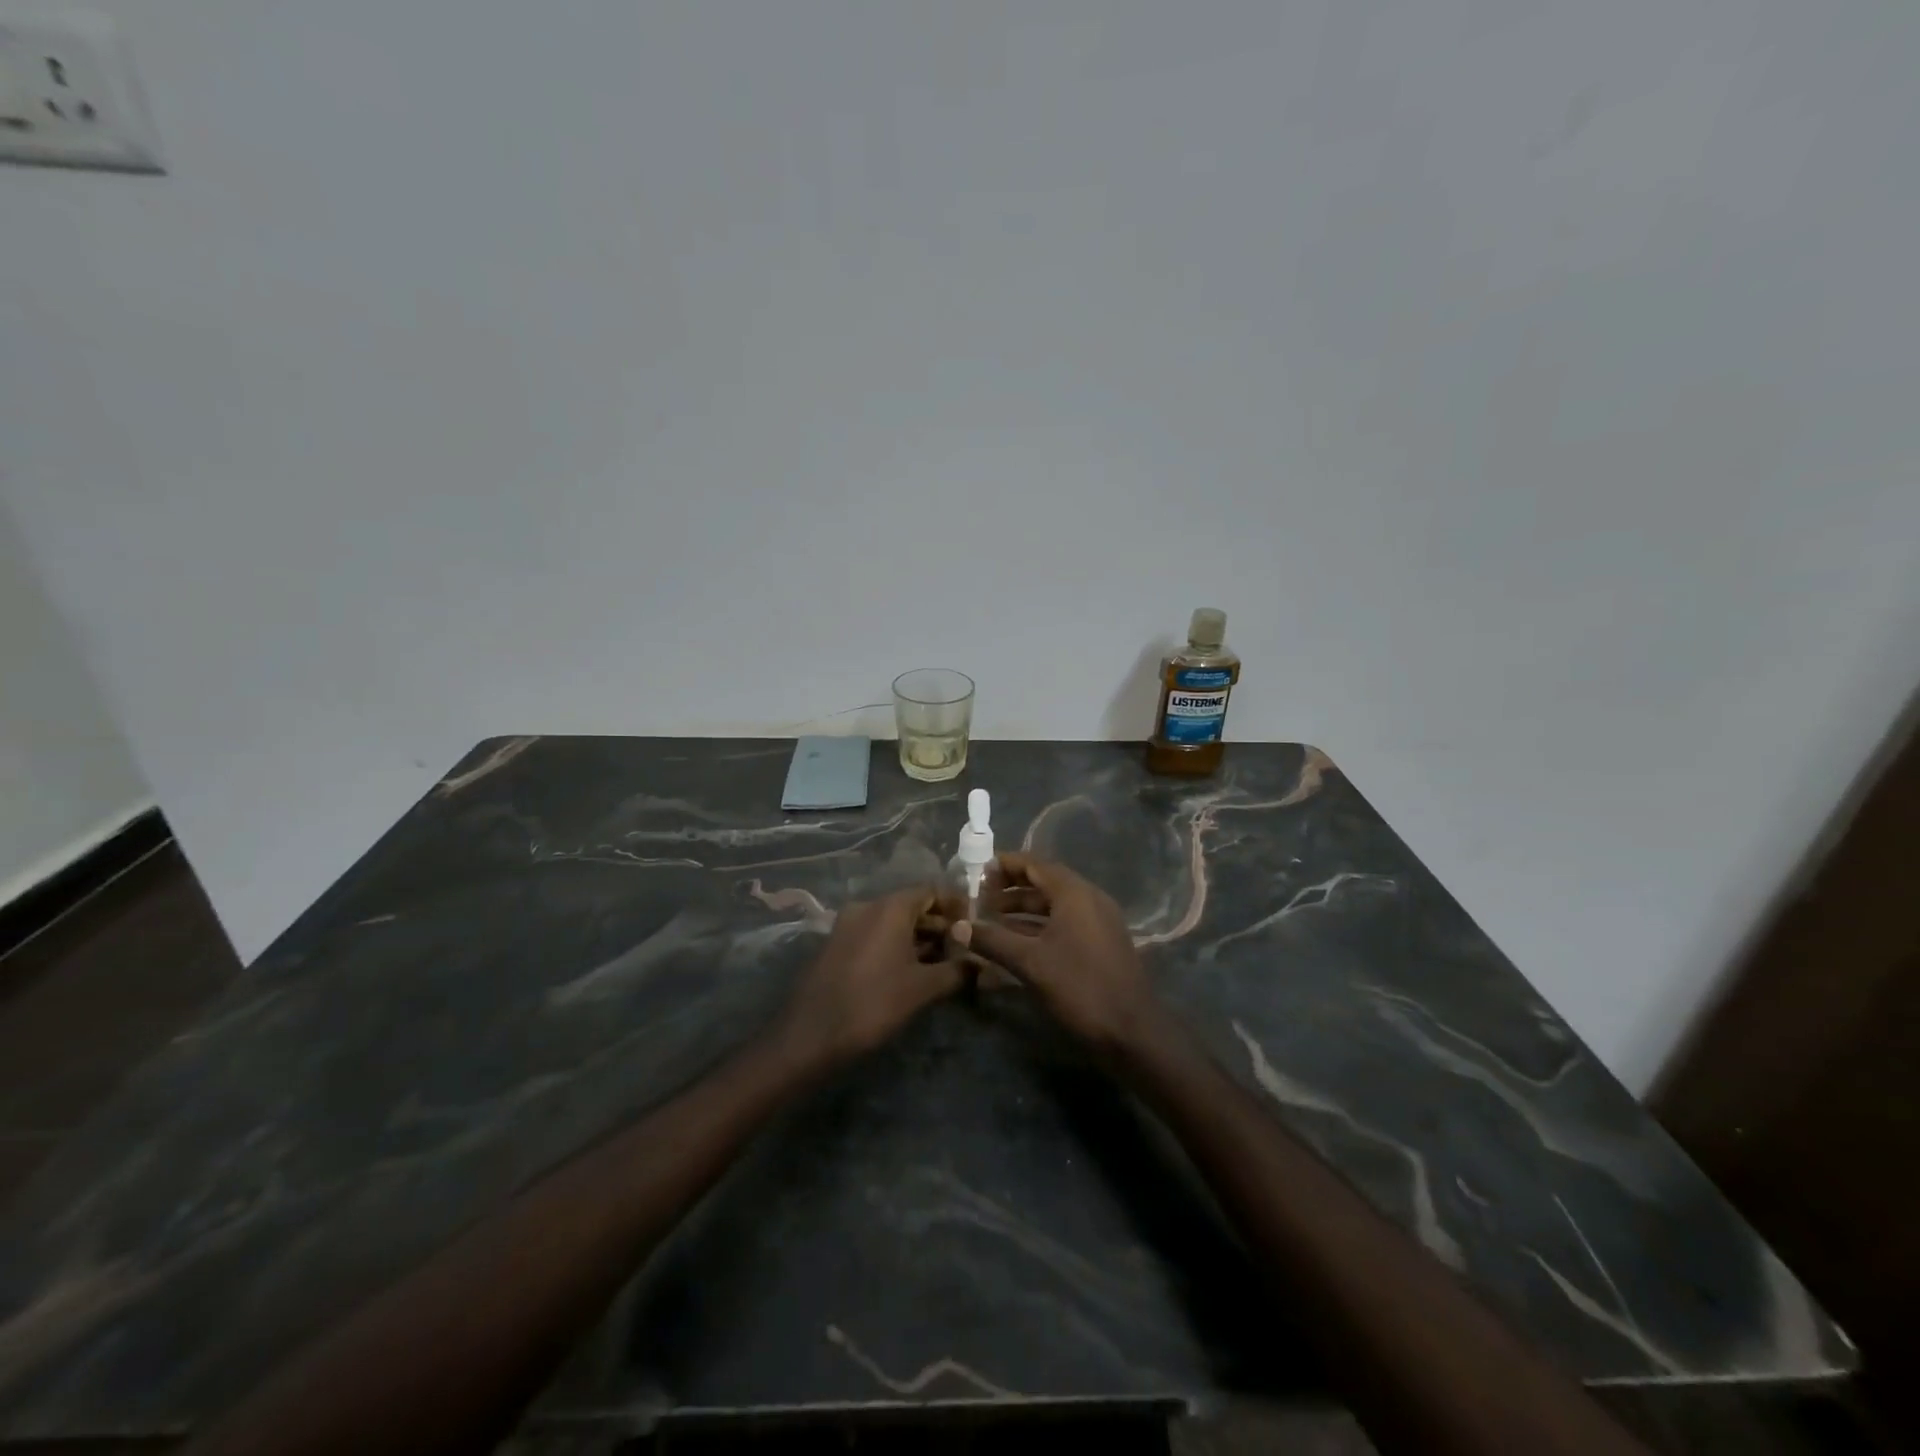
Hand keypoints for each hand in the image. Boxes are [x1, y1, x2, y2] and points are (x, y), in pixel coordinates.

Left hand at [774, 887, 966, 1068]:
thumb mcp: (922, 988)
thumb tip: (981, 965)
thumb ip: (956, 971)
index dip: (956, 905)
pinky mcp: (837, 944)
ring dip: (919, 938)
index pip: (931, 891)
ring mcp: (848, 924)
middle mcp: (867, 906)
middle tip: (963, 948)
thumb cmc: (873, 1003)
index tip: (975, 924)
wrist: (811, 1034)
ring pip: (893, 922)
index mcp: (890, 907)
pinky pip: (875, 934)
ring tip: (943, 963)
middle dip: (939, 925)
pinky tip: (912, 970)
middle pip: (912, 905)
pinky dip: (896, 945)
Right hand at [954, 854, 1161, 1053]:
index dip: (1004, 865)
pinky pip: (1065, 922)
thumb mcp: (1030, 962)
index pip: (1034, 864)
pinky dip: (1039, 925)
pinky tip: (1016, 941)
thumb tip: (956, 926)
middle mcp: (1089, 898)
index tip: (976, 872)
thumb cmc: (1080, 987)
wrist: (1132, 1031)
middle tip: (979, 896)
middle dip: (1010, 888)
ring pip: (1054, 904)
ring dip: (1023, 908)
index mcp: (1074, 893)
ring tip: (991, 919)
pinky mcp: (1100, 942)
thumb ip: (992, 940)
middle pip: (1044, 881)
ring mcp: (1098, 921)